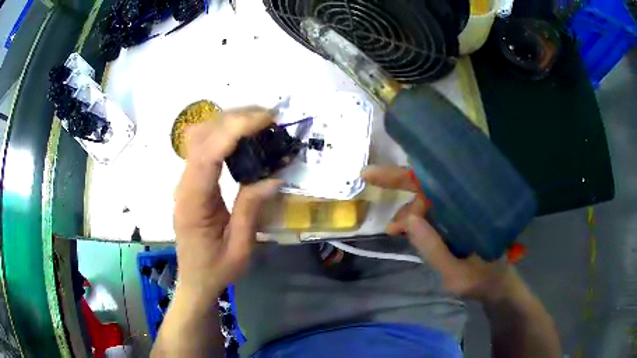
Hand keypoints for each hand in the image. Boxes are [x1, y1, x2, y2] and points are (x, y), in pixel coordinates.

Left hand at [173, 107, 281, 296]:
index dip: (236, 128)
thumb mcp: (240, 246)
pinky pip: (204, 147)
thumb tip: (273, 177)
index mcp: (193, 201)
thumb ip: (251, 209)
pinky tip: (243, 137)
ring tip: (260, 122)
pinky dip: (223, 134)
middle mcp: (184, 184)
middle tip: (269, 117)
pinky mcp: (191, 181)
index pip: (209, 152)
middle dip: (235, 118)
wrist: (195, 280)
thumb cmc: (216, 269)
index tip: (266, 119)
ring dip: (229, 122)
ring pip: (200, 136)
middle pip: (202, 135)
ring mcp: (185, 181)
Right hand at [362, 165, 511, 300]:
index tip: (374, 175)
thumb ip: (434, 250)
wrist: (496, 286)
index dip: (406, 177)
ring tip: (394, 231)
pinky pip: (430, 214)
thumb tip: (408, 221)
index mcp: (470, 207)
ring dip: (407, 213)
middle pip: (428, 185)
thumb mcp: (457, 274)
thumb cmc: (482, 279)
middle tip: (374, 189)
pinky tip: (402, 231)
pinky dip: (414, 221)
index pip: (436, 182)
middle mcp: (465, 202)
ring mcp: (459, 212)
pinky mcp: (454, 222)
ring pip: (426, 200)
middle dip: (400, 186)